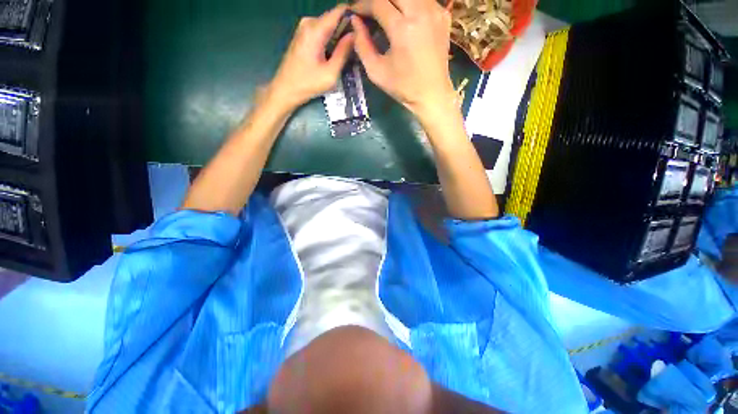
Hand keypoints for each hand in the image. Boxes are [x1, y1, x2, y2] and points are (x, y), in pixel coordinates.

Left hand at [268, 5, 354, 110]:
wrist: (286, 89)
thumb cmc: (308, 84)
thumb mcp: (331, 73)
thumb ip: (344, 52)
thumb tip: (355, 35)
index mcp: (315, 29)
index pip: (340, 11)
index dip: (354, 17)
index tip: (365, 28)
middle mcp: (309, 22)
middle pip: (335, 18)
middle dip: (348, 29)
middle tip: (359, 46)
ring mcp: (305, 27)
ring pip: (330, 25)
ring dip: (340, 36)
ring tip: (351, 51)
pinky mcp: (303, 35)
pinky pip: (323, 31)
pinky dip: (332, 39)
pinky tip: (337, 53)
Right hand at [351, 0, 455, 119]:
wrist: (432, 94)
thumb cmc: (403, 87)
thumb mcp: (376, 72)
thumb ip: (362, 45)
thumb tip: (354, 22)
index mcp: (402, 29)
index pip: (377, 3)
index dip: (363, 5)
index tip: (355, 13)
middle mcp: (420, 12)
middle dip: (378, 1)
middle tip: (370, 12)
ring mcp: (435, 11)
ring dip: (394, 1)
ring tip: (385, 13)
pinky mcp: (443, 15)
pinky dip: (410, 4)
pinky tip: (405, 16)